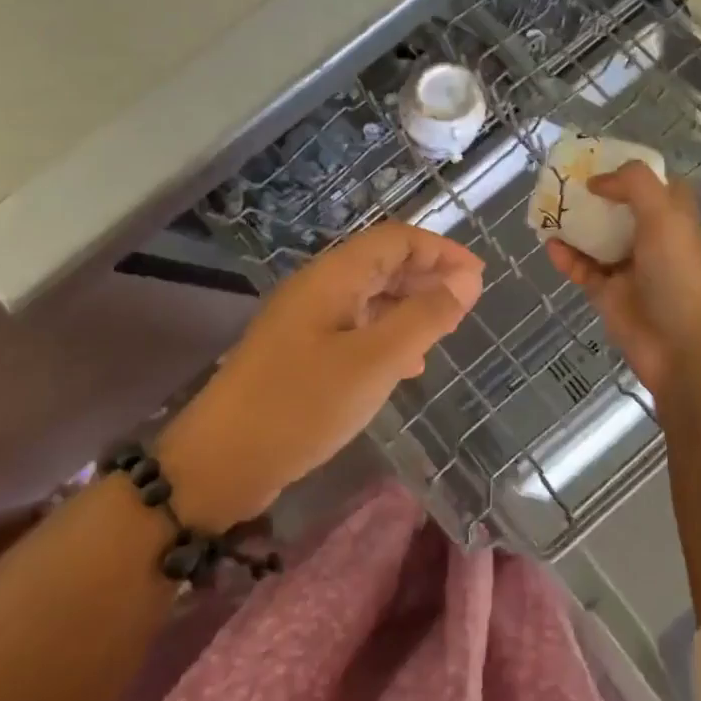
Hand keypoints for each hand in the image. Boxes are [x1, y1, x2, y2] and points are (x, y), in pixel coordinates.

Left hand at [159, 223, 483, 528]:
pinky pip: (355, 330)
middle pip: (382, 264)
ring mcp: (307, 322)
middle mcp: (319, 288)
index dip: (440, 250)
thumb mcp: (375, 360)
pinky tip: (407, 366)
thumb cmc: (302, 403)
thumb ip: (425, 316)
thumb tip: (468, 278)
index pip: (396, 239)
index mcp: (333, 276)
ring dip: (409, 309)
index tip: (479, 277)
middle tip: (466, 305)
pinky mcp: (301, 354)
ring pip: (370, 299)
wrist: (222, 461)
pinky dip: (387, 338)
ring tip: (444, 333)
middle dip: (427, 277)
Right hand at [545, 162, 700, 397]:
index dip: (631, 171)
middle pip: (619, 210)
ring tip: (547, 209)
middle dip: (594, 196)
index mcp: (672, 219)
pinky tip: (550, 245)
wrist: (680, 345)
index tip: (601, 159)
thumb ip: (634, 184)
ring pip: (596, 239)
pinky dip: (566, 257)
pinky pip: (582, 269)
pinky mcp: (607, 293)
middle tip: (563, 181)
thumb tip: (597, 181)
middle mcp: (651, 239)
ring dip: (574, 225)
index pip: (655, 186)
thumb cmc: (678, 274)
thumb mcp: (664, 215)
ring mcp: (628, 268)